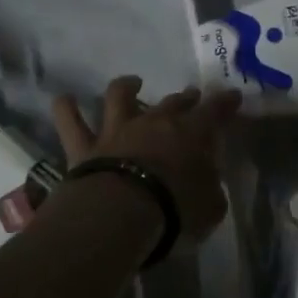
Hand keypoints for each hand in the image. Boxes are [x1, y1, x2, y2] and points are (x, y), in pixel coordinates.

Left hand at [52, 76, 241, 245]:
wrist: (121, 214)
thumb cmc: (175, 210)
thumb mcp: (210, 207)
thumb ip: (211, 189)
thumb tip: (208, 183)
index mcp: (190, 134)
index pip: (214, 111)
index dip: (225, 102)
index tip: (232, 95)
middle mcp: (154, 122)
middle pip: (172, 102)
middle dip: (184, 98)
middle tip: (190, 96)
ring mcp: (117, 130)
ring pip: (118, 96)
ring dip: (125, 87)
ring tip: (131, 83)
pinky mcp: (85, 146)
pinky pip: (70, 121)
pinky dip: (66, 108)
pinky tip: (65, 99)